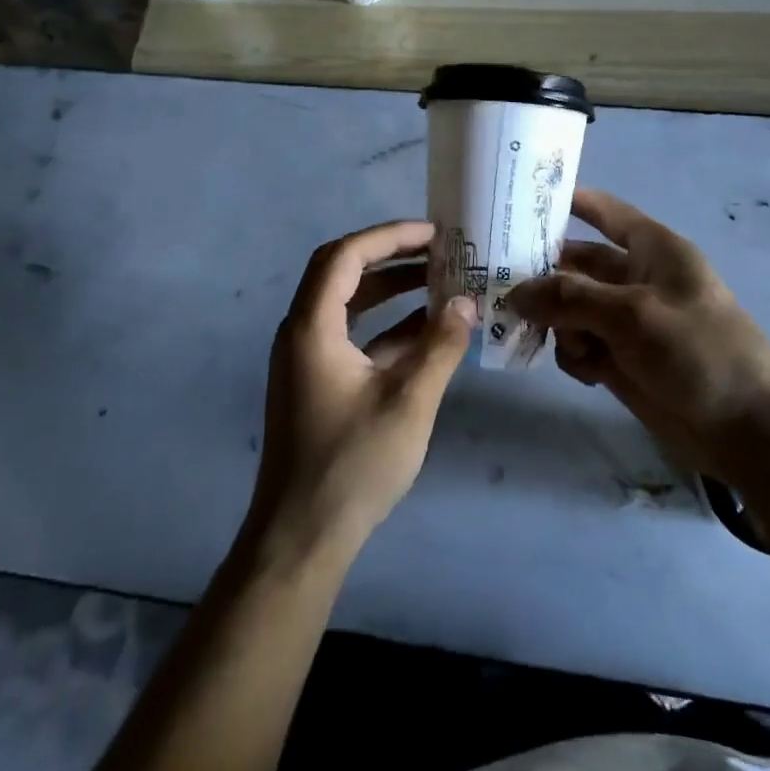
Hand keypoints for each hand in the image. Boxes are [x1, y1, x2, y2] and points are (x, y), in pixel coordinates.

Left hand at [249, 220, 476, 559]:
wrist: (303, 536)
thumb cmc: (353, 465)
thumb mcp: (409, 402)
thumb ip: (440, 347)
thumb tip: (467, 301)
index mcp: (312, 327)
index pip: (345, 256)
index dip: (389, 236)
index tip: (434, 233)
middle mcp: (302, 332)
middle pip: (342, 272)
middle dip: (391, 255)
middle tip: (439, 249)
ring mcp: (308, 359)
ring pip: (348, 304)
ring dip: (390, 288)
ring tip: (439, 279)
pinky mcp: (319, 382)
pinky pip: (353, 335)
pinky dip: (387, 325)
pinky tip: (428, 330)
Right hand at [507, 189, 769, 489]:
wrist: (747, 429)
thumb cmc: (700, 351)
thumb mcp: (633, 314)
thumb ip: (570, 298)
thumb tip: (516, 293)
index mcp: (652, 250)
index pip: (605, 213)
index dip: (569, 202)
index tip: (521, 201)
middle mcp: (635, 279)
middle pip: (576, 265)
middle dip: (544, 276)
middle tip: (499, 286)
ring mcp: (626, 322)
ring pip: (570, 309)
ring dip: (559, 323)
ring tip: (564, 343)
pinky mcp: (620, 360)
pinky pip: (579, 346)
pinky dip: (575, 355)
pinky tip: (587, 372)